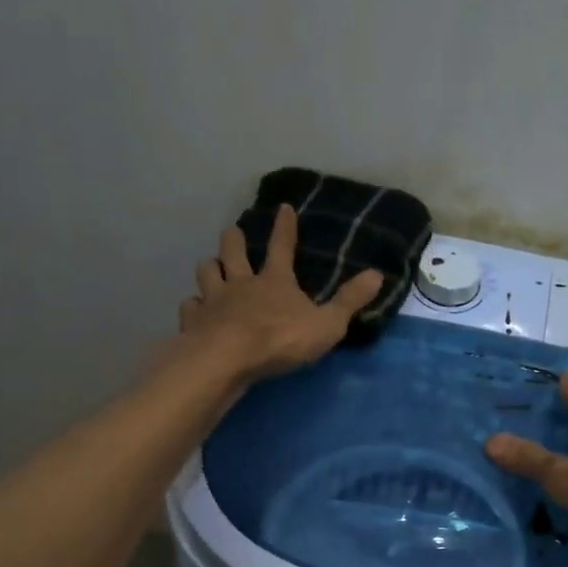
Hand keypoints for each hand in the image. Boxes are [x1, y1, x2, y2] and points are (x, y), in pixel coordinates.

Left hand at [177, 204, 382, 379]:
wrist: (228, 359)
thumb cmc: (280, 340)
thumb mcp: (327, 324)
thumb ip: (350, 301)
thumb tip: (377, 273)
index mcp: (275, 281)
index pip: (282, 246)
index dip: (285, 227)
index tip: (283, 208)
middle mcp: (241, 283)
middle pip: (234, 252)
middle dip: (235, 239)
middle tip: (233, 231)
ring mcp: (214, 300)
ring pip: (207, 272)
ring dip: (210, 267)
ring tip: (211, 266)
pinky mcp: (194, 321)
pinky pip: (190, 306)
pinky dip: (192, 305)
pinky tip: (194, 308)